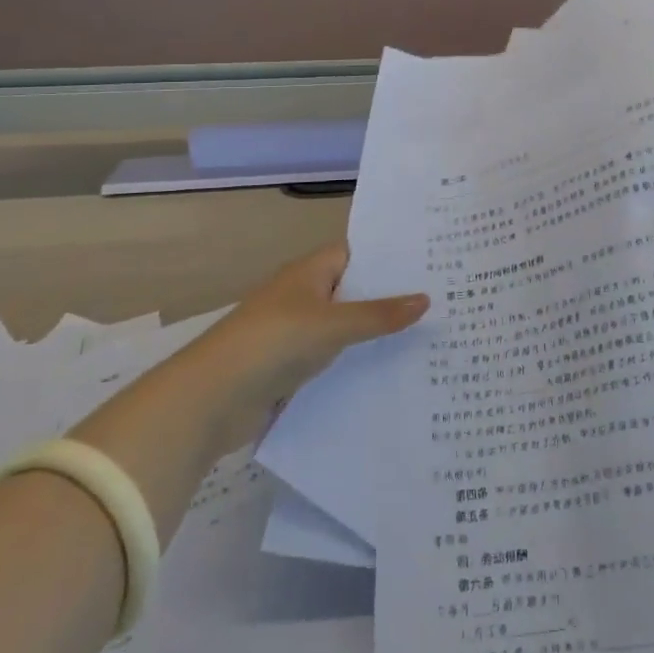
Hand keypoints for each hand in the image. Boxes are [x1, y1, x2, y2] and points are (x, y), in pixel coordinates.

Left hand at [209, 245, 426, 411]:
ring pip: (346, 327)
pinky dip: (356, 362)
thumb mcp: (332, 325)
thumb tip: (425, 299)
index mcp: (310, 272)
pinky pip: (334, 358)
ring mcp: (297, 332)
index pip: (358, 253)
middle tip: (443, 300)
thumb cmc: (273, 342)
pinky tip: (391, 371)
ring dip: (375, 333)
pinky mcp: (292, 367)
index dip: (390, 257)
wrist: (210, 399)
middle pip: (355, 290)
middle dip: (390, 297)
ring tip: (429, 336)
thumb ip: (379, 315)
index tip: (431, 262)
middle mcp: (305, 296)